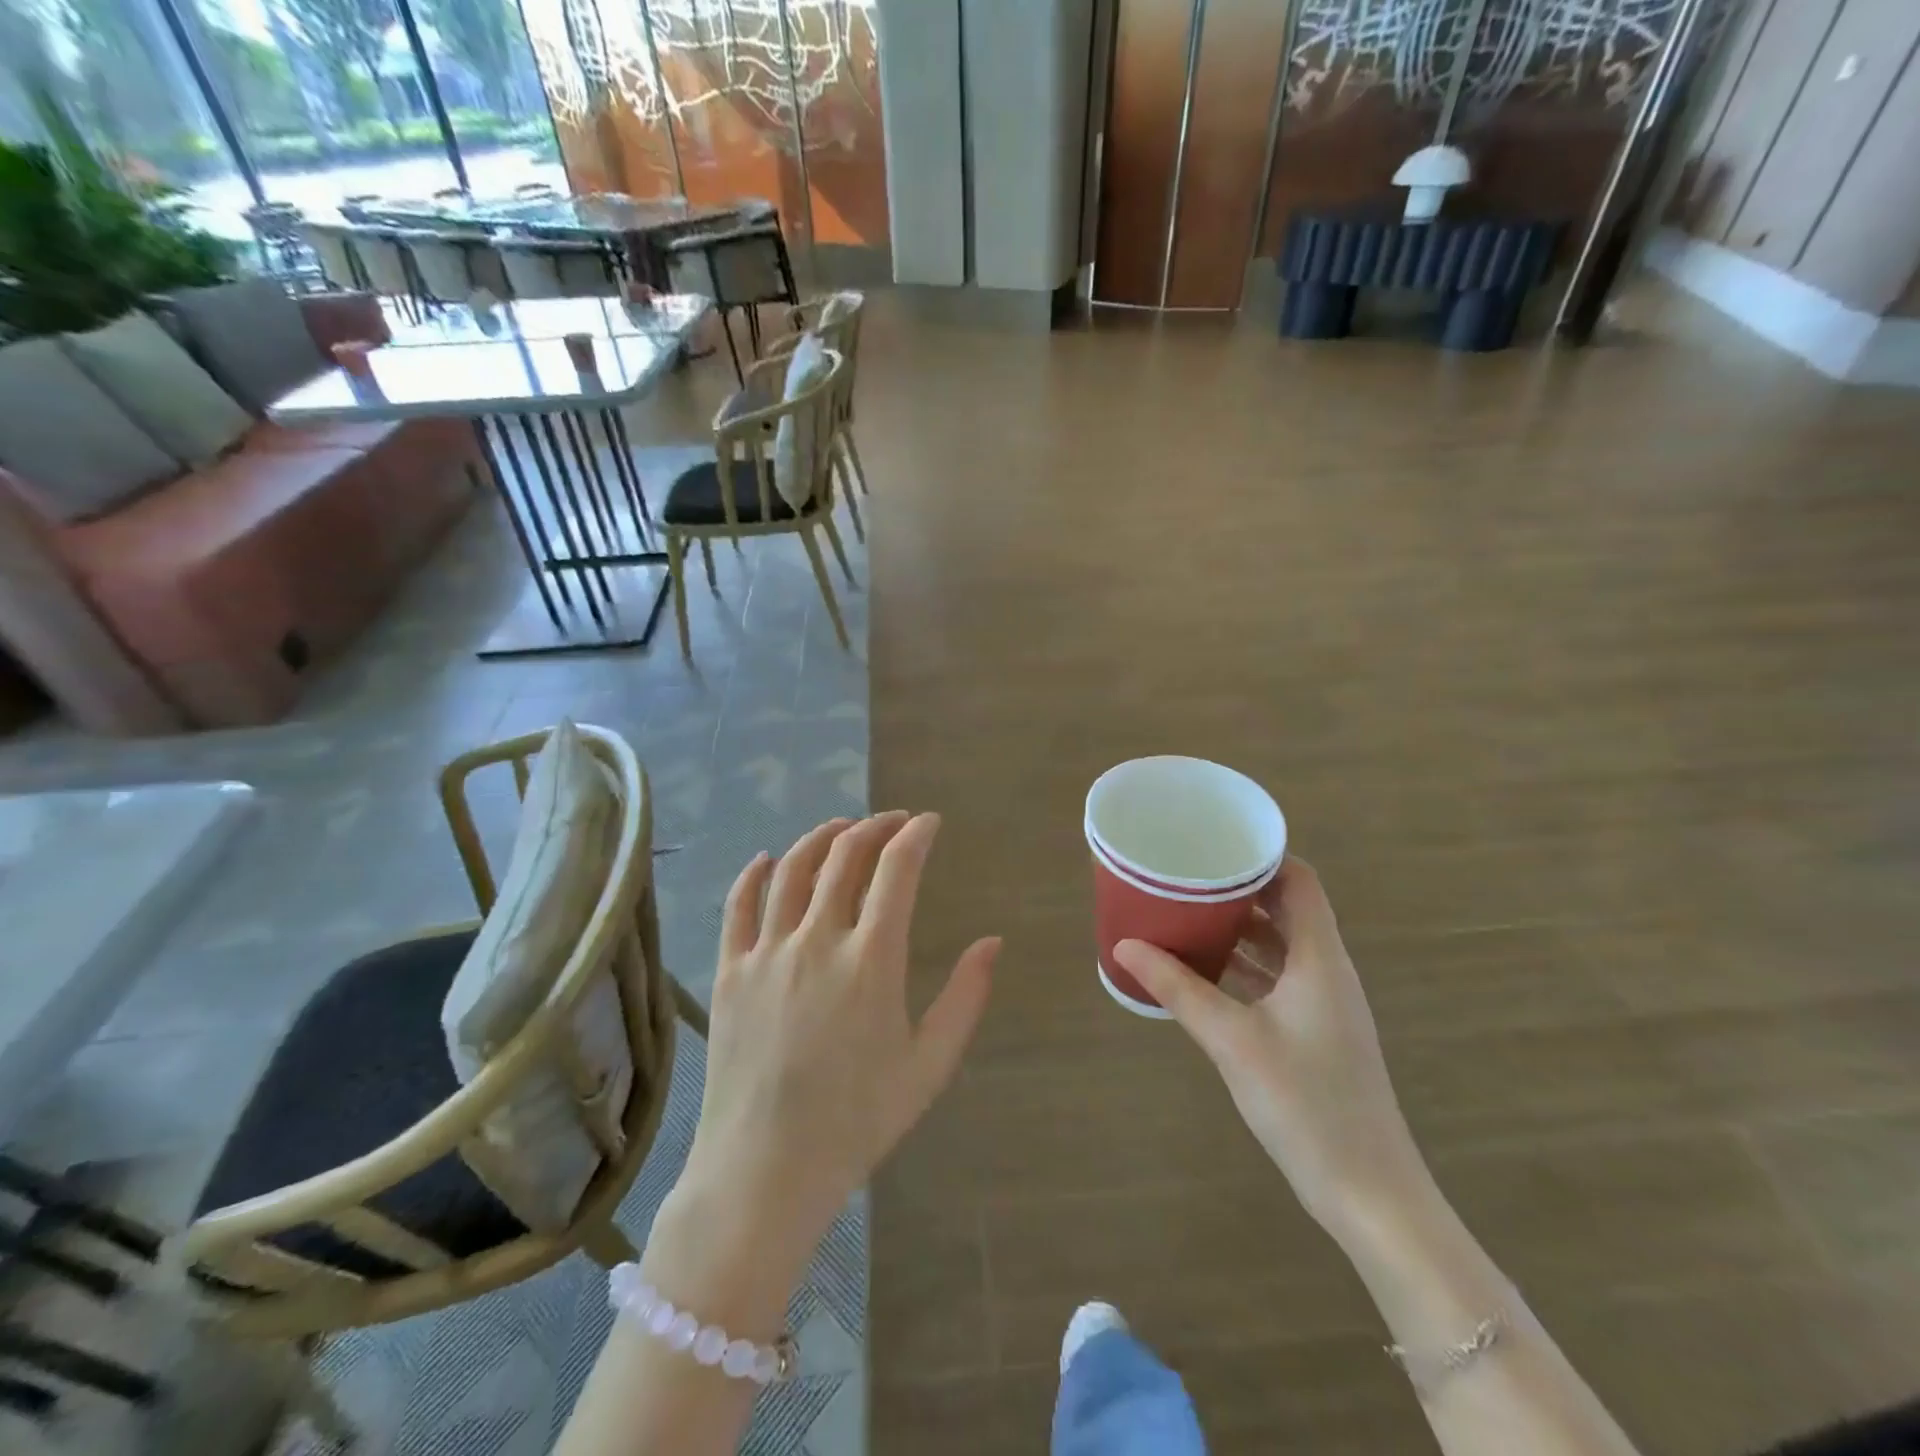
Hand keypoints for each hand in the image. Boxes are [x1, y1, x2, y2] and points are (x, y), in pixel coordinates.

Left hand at [679, 813, 999, 1259]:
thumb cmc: (858, 1120)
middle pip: (844, 857)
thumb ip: (966, 997)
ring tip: (842, 828)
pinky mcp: (729, 971)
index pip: (896, 870)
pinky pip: (738, 906)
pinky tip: (766, 859)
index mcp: (871, 959)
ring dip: (820, 838)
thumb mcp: (930, 1064)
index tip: (929, 823)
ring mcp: (767, 952)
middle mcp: (817, 940)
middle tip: (893, 822)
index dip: (916, 836)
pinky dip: (754, 874)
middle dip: (874, 828)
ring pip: (792, 869)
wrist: (766, 1170)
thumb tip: (993, 942)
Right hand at [1115, 859, 1431, 1241]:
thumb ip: (1178, 988)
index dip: (1263, 855)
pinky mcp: (1315, 1031)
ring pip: (1281, 944)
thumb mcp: (1232, 1040)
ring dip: (1240, 927)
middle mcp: (1326, 970)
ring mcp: (1324, 1003)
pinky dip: (1244, 964)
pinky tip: (1204, 970)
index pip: (1300, 880)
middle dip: (1240, 888)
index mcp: (1319, 958)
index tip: (1214, 844)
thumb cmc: (1306, 1102)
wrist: (1369, 1192)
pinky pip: (1277, 977)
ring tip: (1187, 912)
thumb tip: (1124, 945)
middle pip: (1288, 907)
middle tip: (1187, 875)